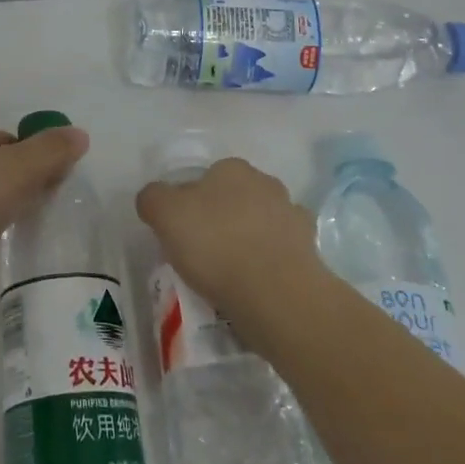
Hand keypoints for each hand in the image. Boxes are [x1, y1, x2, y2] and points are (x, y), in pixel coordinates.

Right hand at [136, 158, 324, 321]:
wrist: (277, 294)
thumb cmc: (216, 245)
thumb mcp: (165, 214)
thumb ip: (153, 198)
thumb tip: (154, 198)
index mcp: (232, 169)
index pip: (205, 178)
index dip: (190, 203)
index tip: (181, 232)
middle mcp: (266, 183)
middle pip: (234, 199)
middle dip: (221, 219)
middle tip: (203, 253)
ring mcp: (293, 216)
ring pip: (260, 224)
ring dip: (248, 240)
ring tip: (230, 275)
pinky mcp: (310, 251)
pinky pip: (280, 253)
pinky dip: (269, 263)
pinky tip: (256, 285)